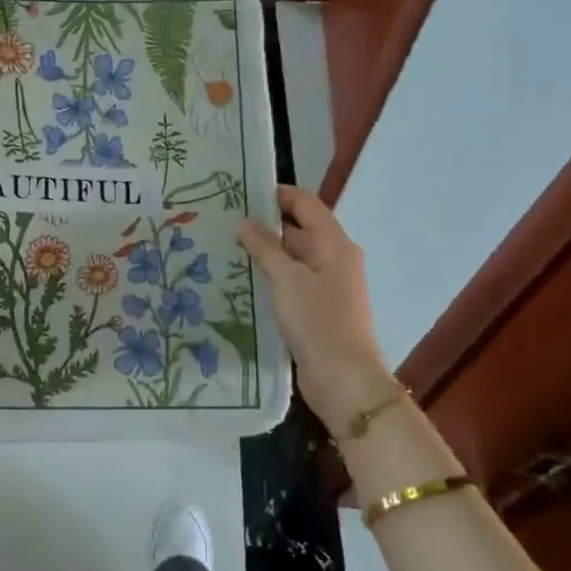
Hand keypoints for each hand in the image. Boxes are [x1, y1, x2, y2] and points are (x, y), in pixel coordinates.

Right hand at [239, 186, 393, 436]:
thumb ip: (264, 246)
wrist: (343, 378)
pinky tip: (245, 280)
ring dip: (267, 252)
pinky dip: (273, 276)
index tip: (242, 192)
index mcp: (335, 243)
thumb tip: (245, 221)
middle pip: (300, 229)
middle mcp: (336, 258)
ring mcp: (329, 284)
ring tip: (228, 248)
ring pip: (294, 257)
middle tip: (226, 221)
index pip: (306, 203)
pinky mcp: (319, 308)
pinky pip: (294, 281)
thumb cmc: (317, 320)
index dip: (277, 194)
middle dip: (266, 224)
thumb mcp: (286, 278)